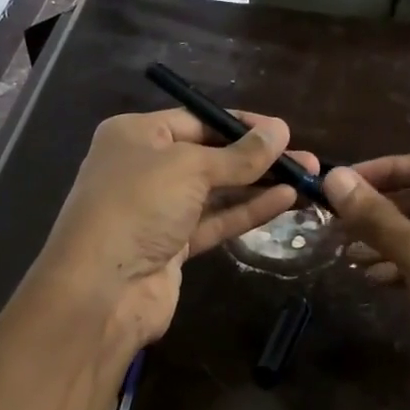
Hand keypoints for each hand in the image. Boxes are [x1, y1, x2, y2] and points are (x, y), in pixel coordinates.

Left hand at [31, 108, 318, 352]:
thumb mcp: (190, 168)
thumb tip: (281, 131)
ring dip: (259, 186)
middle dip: (257, 158)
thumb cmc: (138, 206)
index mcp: (136, 135)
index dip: (242, 125)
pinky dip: (247, 212)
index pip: (197, 120)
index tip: (284, 131)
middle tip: (306, 160)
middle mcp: (144, 168)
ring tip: (306, 179)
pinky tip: (285, 201)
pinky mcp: (172, 246)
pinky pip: (215, 221)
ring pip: (216, 192)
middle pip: (210, 156)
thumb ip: (238, 155)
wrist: (102, 288)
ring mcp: (158, 210)